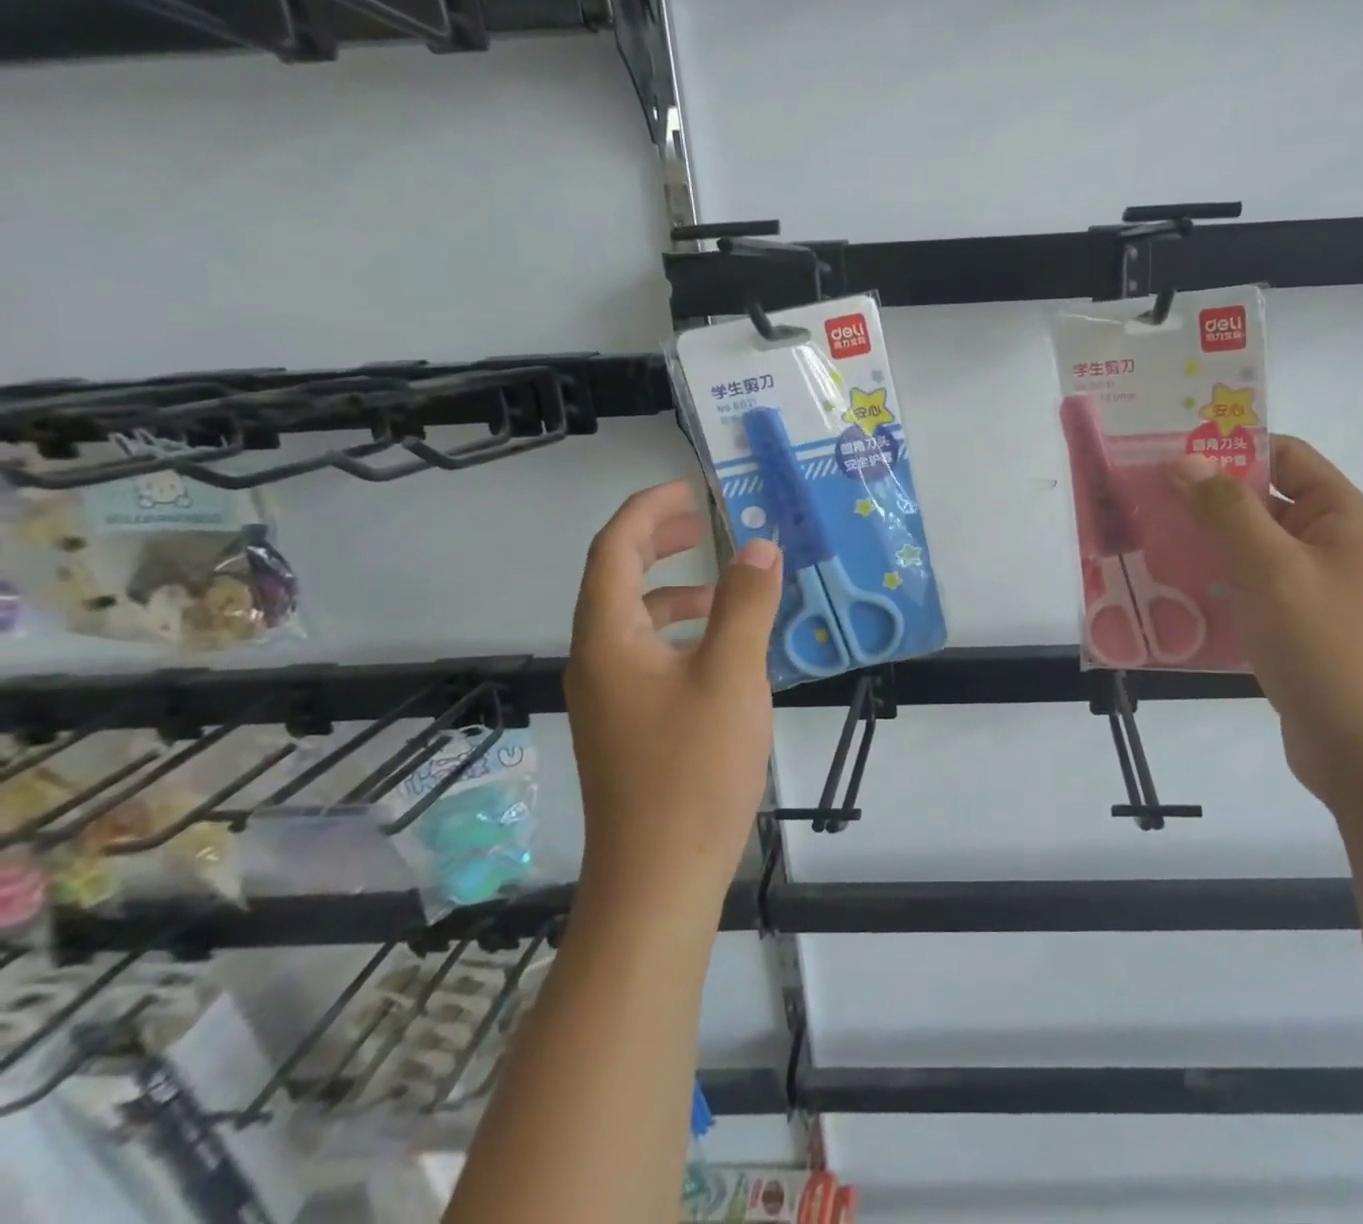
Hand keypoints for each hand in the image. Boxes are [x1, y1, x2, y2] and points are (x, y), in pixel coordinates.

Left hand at [564, 481, 783, 904]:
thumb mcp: (732, 675)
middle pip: (616, 579)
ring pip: (635, 621)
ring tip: (726, 587)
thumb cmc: (693, 769)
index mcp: (608, 638)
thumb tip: (758, 546)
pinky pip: (650, 656)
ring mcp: (610, 698)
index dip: (647, 510)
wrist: (659, 879)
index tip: (690, 488)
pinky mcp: (629, 727)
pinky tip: (724, 652)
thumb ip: (746, 604)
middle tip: (702, 521)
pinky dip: (683, 634)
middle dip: (656, 541)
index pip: (613, 550)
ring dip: (675, 590)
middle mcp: (597, 661)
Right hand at [1171, 440, 1362, 804]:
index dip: (1230, 447)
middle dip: (1204, 499)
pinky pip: (1246, 592)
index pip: (1283, 456)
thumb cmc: (1325, 646)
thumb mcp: (1271, 568)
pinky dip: (1211, 586)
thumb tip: (1184, 461)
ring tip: (1143, 542)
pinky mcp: (1293, 629)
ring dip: (1201, 545)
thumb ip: (1227, 510)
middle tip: (1141, 497)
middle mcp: (1329, 546)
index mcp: (1339, 517)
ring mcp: (1311, 590)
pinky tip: (1168, 594)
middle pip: (1261, 503)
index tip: (1169, 451)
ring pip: (1248, 550)